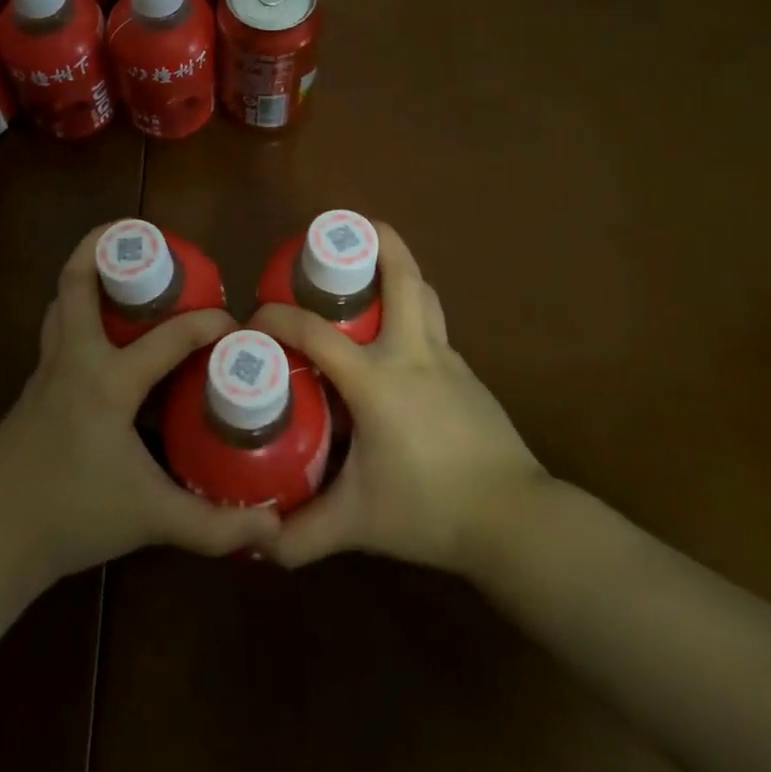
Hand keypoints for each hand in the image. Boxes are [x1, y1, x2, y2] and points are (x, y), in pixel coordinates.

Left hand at [0, 223, 280, 586]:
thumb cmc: (74, 518)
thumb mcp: (152, 519)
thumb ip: (214, 525)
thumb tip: (274, 529)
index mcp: (106, 380)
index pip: (168, 337)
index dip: (207, 324)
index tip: (235, 323)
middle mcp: (73, 359)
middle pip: (77, 280)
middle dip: (104, 246)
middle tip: (145, 242)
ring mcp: (46, 369)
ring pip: (62, 301)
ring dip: (87, 275)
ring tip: (124, 274)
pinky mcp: (33, 386)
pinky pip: (58, 330)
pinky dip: (79, 312)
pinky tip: (103, 336)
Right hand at [252, 224, 551, 579]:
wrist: (516, 520)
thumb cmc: (429, 509)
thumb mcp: (357, 523)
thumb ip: (304, 533)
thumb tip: (257, 543)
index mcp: (377, 378)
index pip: (315, 332)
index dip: (278, 318)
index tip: (254, 319)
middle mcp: (412, 353)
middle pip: (401, 278)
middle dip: (378, 240)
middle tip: (348, 228)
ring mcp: (447, 359)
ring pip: (423, 295)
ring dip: (399, 270)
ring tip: (371, 269)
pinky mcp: (468, 375)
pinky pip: (434, 327)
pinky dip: (412, 312)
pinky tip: (397, 341)